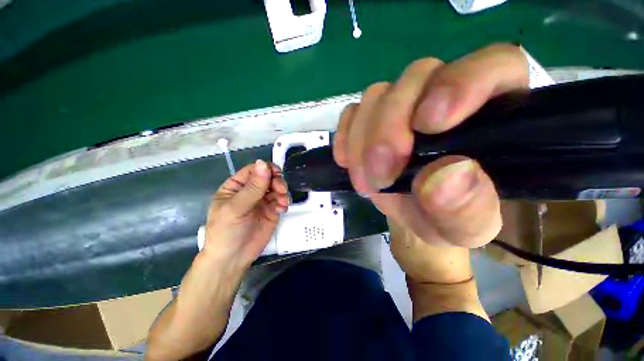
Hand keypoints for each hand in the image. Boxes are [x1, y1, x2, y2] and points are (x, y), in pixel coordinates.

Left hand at [202, 160, 288, 270]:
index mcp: (237, 186)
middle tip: (281, 190)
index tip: (277, 173)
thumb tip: (263, 163)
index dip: (266, 169)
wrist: (232, 259)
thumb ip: (252, 187)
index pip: (254, 170)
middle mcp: (251, 191)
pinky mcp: (272, 211)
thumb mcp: (235, 208)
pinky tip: (282, 209)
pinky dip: (284, 202)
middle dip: (277, 181)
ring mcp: (262, 201)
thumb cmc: (226, 231)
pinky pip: (281, 200)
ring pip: (277, 188)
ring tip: (283, 203)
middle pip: (268, 177)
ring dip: (283, 192)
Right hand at [334, 43, 529, 247]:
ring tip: (367, 181)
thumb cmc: (449, 216)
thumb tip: (443, 178)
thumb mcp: (467, 227)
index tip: (428, 125)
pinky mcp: (371, 117)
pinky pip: (352, 113)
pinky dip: (346, 136)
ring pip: (377, 96)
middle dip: (389, 127)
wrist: (415, 212)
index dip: (459, 84)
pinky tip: (348, 162)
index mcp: (494, 112)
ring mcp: (402, 104)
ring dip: (363, 139)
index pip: (493, 66)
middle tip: (381, 175)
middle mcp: (445, 95)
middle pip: (416, 78)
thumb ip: (467, 209)